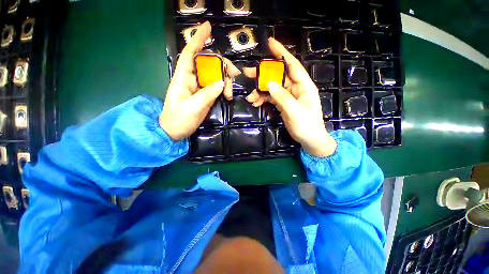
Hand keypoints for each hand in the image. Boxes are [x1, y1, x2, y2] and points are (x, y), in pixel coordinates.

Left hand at [159, 22, 240, 140]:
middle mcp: (192, 78)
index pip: (190, 53)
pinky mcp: (205, 94)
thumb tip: (221, 82)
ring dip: (225, 81)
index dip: (198, 39)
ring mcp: (199, 87)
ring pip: (215, 75)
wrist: (175, 131)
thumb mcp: (194, 107)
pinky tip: (228, 96)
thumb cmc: (179, 119)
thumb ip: (208, 94)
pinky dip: (224, 89)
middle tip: (235, 75)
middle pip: (208, 63)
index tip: (208, 27)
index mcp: (183, 77)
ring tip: (230, 94)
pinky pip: (217, 86)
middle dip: (222, 66)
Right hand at [244, 38, 336, 156]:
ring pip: (272, 88)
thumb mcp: (295, 111)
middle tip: (248, 73)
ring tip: (250, 98)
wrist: (309, 139)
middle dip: (263, 74)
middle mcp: (296, 88)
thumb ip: (282, 97)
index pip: (292, 65)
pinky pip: (271, 97)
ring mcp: (288, 96)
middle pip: (278, 76)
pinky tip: (255, 103)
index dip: (281, 53)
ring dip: (260, 91)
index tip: (270, 43)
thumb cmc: (306, 125)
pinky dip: (263, 99)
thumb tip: (269, 83)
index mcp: (303, 85)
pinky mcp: (283, 103)